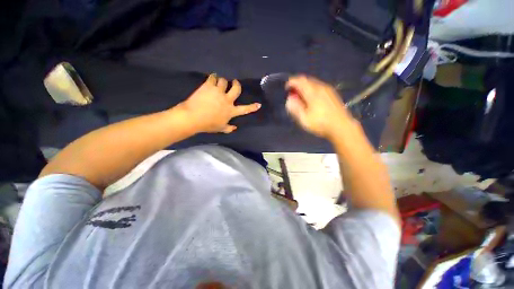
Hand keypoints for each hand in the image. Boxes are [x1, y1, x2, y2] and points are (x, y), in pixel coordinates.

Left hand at [177, 74, 260, 132]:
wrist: (193, 117)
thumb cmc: (208, 125)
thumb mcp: (220, 128)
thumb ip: (228, 128)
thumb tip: (235, 128)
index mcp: (231, 111)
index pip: (245, 109)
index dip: (252, 107)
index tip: (259, 104)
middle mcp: (227, 100)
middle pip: (236, 89)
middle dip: (237, 84)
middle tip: (235, 82)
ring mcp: (218, 92)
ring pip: (224, 81)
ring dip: (223, 81)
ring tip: (219, 82)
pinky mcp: (209, 86)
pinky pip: (213, 77)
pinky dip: (213, 77)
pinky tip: (212, 78)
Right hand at [285, 75, 353, 138]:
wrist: (341, 127)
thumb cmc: (321, 124)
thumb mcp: (304, 119)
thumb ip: (295, 108)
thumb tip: (289, 99)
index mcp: (312, 92)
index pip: (300, 81)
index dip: (291, 82)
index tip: (286, 87)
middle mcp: (321, 87)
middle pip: (307, 80)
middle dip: (298, 84)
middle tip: (292, 93)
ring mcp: (328, 90)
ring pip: (313, 83)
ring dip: (305, 87)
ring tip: (300, 96)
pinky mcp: (332, 94)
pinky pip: (319, 86)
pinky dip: (311, 89)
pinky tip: (311, 98)